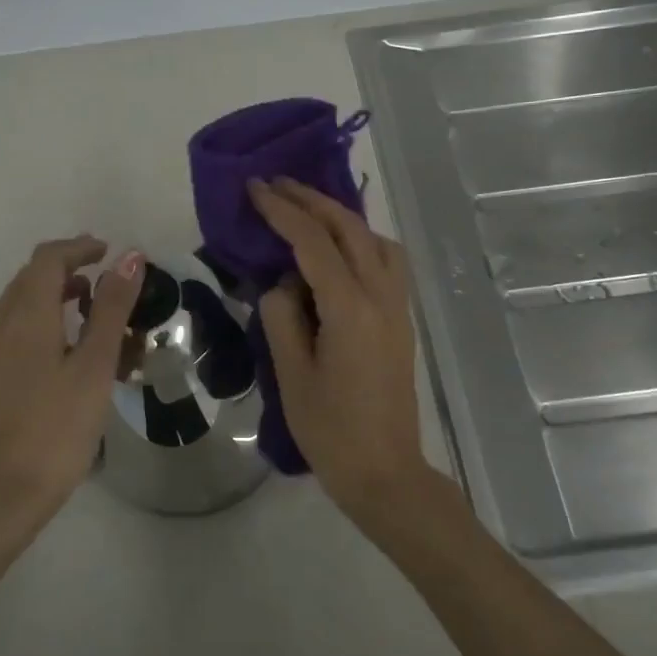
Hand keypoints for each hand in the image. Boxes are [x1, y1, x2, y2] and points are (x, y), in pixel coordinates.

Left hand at [0, 237, 143, 517]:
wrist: (0, 495)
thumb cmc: (56, 428)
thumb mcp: (94, 366)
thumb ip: (111, 308)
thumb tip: (130, 258)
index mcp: (23, 315)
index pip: (48, 259)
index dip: (79, 248)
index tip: (110, 252)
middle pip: (31, 278)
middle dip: (69, 270)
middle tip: (108, 282)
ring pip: (20, 305)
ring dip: (55, 296)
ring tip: (93, 313)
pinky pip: (13, 330)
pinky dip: (42, 322)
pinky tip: (66, 350)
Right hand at [248, 179, 430, 522]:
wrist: (384, 471)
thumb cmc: (330, 430)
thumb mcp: (290, 373)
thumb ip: (282, 316)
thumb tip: (283, 283)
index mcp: (350, 308)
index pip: (313, 241)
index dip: (282, 210)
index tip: (254, 187)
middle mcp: (382, 296)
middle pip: (349, 228)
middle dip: (311, 200)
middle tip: (275, 183)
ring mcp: (398, 306)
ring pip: (374, 239)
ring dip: (339, 216)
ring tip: (305, 209)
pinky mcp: (402, 319)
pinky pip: (385, 260)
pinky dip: (359, 240)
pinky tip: (337, 249)